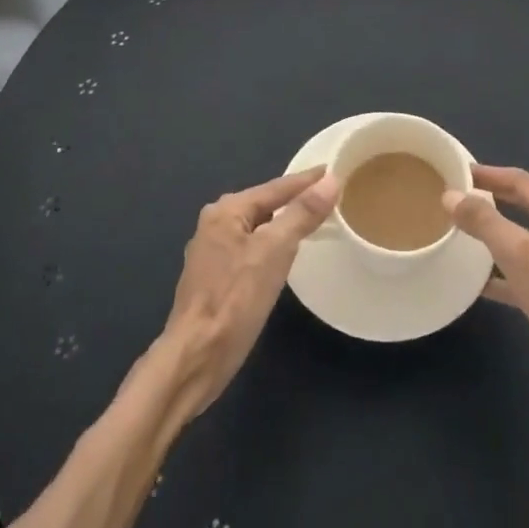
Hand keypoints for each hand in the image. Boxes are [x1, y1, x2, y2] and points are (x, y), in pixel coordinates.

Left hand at [161, 167, 337, 417]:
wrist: (195, 357)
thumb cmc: (235, 299)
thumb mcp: (275, 251)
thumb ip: (302, 213)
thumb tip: (330, 180)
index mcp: (226, 210)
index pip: (276, 187)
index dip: (306, 180)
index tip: (332, 170)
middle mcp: (215, 224)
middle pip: (265, 204)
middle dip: (293, 199)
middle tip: (326, 195)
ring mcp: (212, 252)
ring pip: (257, 228)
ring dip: (282, 223)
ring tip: (311, 220)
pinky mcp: (215, 279)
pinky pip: (251, 248)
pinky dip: (271, 245)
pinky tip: (283, 256)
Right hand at [445, 165, 528, 423]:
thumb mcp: (519, 255)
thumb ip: (485, 222)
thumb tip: (451, 195)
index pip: (523, 183)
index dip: (490, 175)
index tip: (459, 172)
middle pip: (526, 208)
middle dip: (493, 201)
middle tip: (460, 197)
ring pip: (526, 241)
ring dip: (497, 236)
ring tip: (464, 234)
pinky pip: (527, 273)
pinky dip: (505, 273)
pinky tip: (480, 283)